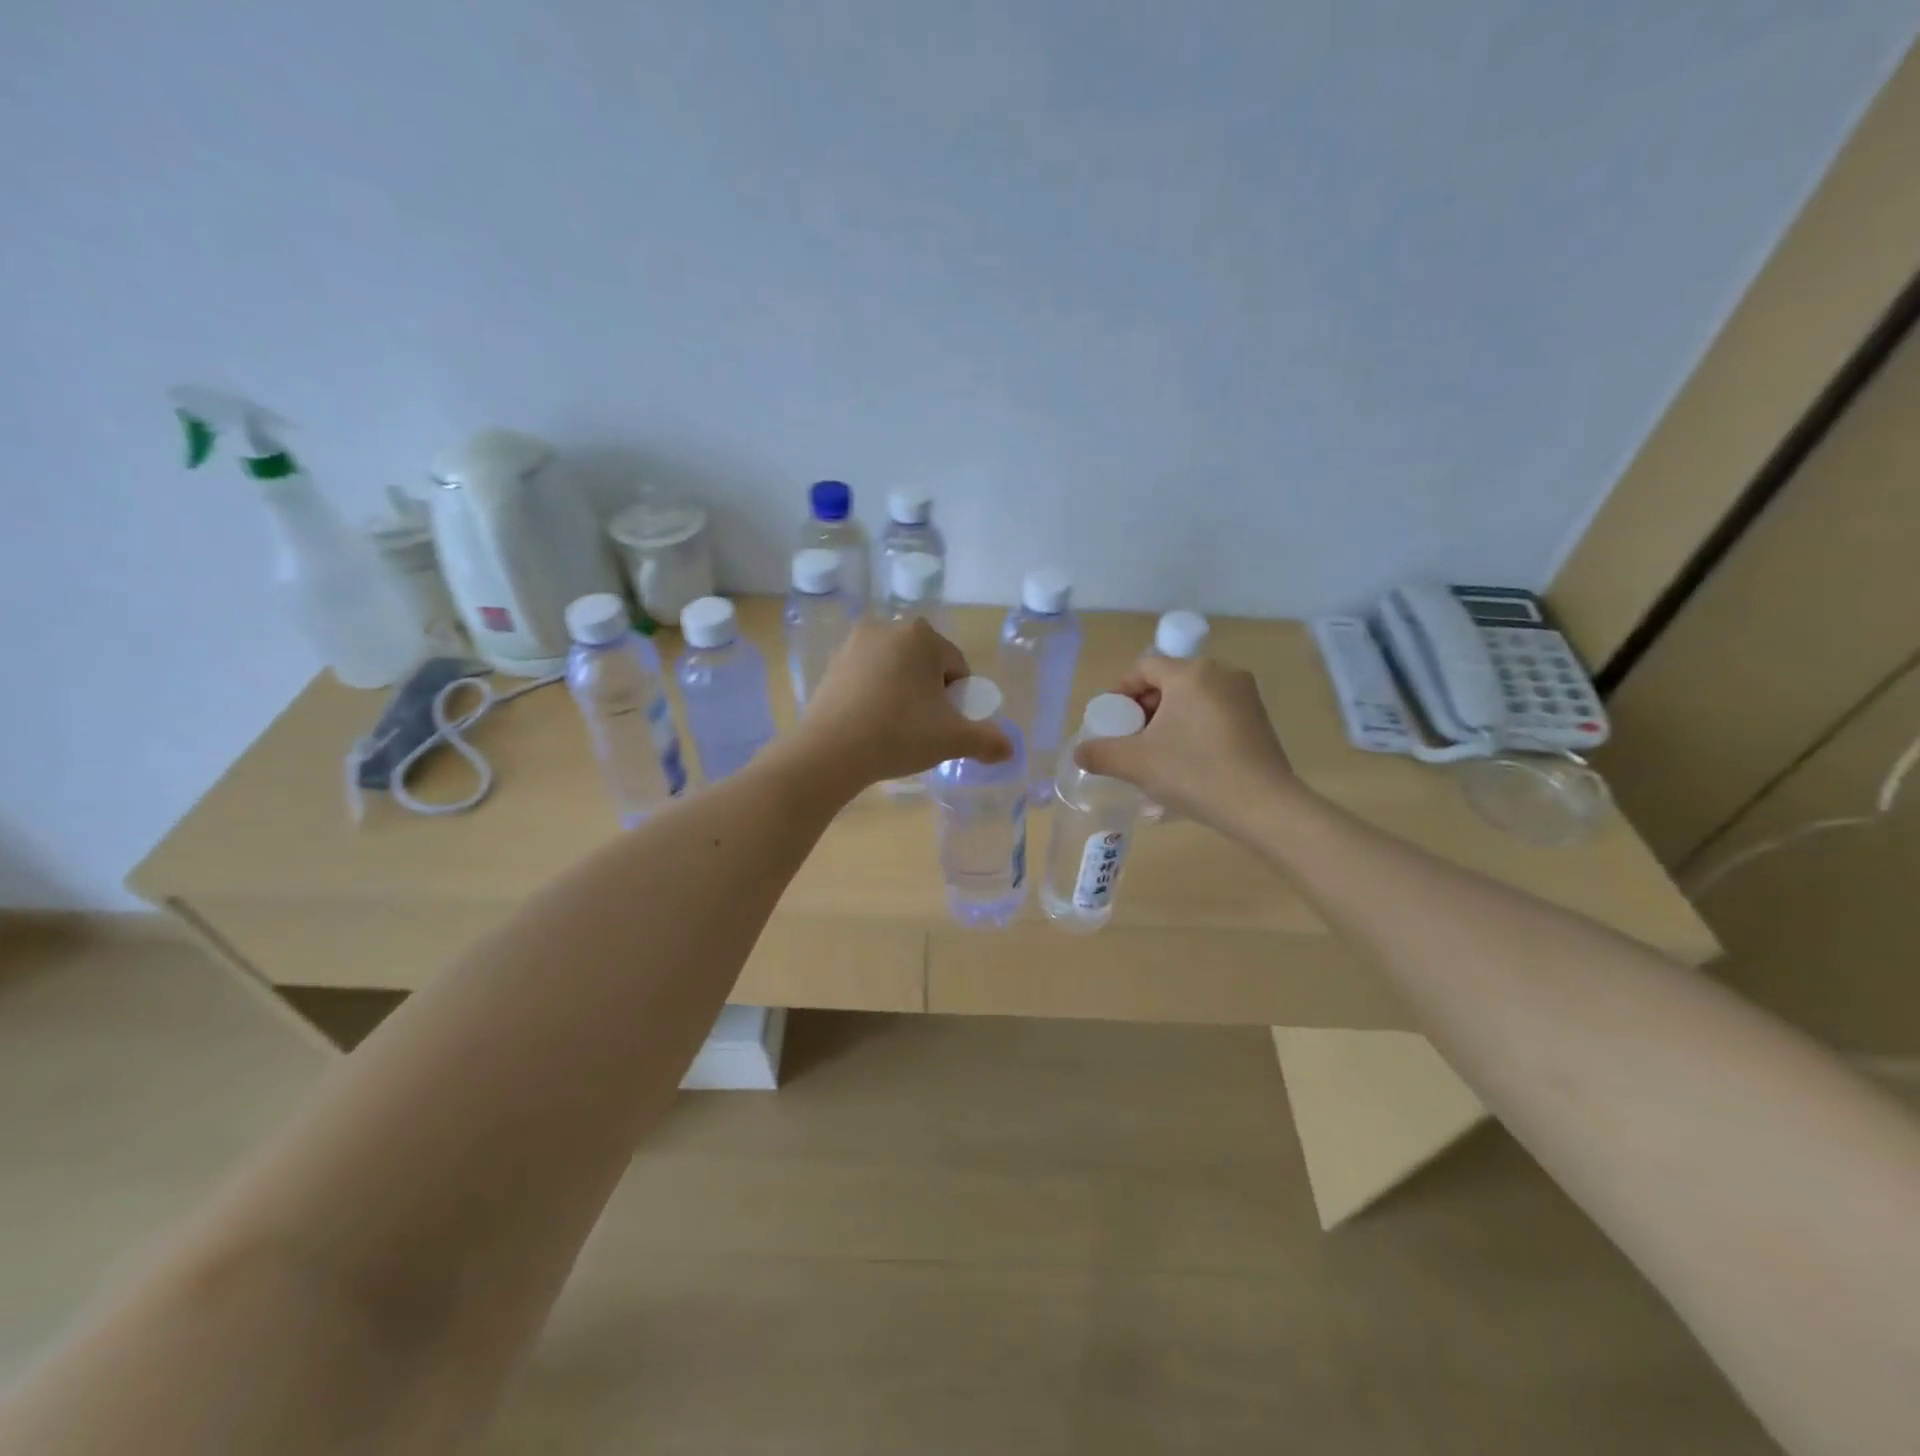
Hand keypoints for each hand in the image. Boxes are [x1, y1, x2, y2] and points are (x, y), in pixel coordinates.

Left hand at [795, 618, 1012, 787]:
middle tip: (923, 729)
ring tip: (896, 730)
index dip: (958, 700)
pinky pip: (867, 679)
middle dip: (929, 694)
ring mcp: (853, 645)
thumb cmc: (899, 734)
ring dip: (903, 695)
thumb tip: (1010, 749)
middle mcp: (886, 628)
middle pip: (925, 665)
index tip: (945, 726)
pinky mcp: (831, 666)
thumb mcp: (952, 739)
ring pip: (895, 671)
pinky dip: (876, 697)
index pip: (956, 667)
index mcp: (920, 635)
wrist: (829, 751)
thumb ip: (987, 741)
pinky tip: (871, 726)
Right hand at [1073, 656, 1297, 835]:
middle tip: (1131, 739)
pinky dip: (1194, 726)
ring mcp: (1245, 695)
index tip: (1112, 721)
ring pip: (1192, 697)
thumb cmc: (1195, 773)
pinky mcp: (1259, 718)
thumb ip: (1100, 753)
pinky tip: (1188, 759)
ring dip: (1169, 718)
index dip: (1121, 691)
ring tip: (1157, 752)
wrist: (1263, 806)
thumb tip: (1080, 752)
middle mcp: (1221, 673)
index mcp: (1190, 673)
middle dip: (1144, 707)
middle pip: (1169, 680)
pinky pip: (1214, 711)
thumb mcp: (1136, 763)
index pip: (1144, 667)